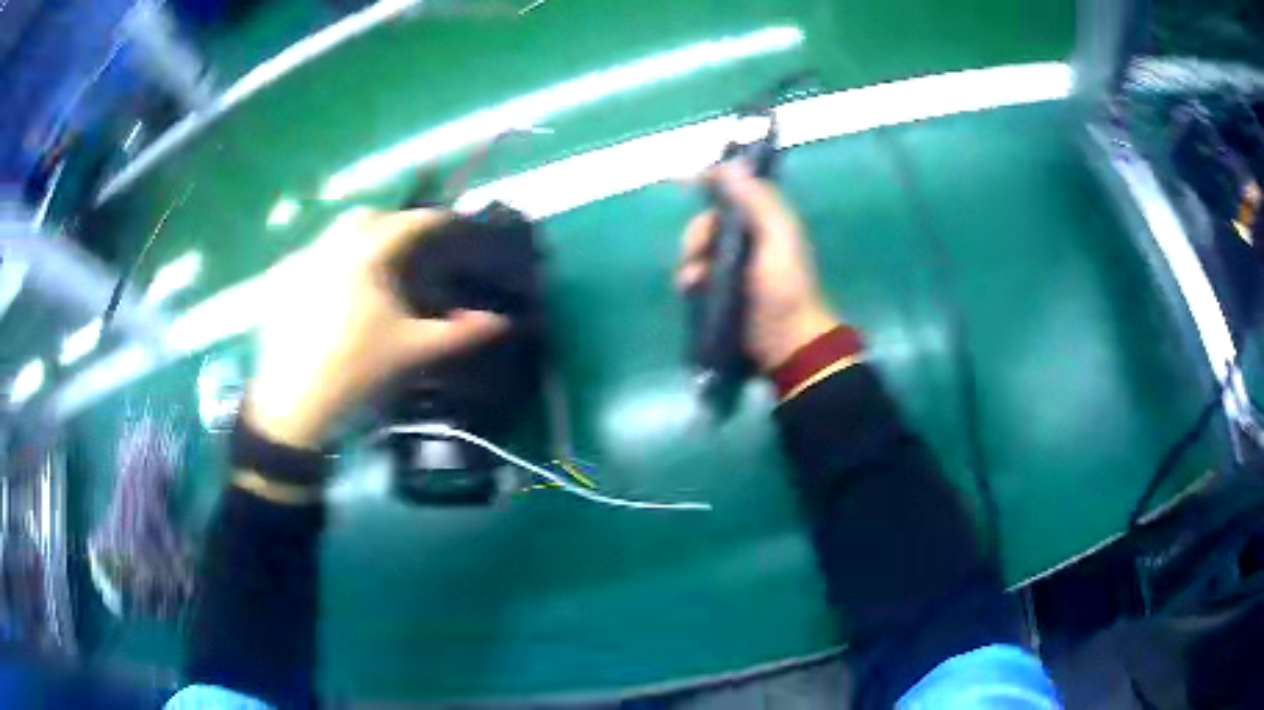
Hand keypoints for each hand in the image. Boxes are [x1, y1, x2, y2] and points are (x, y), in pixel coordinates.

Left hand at [248, 208, 507, 448]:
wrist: (292, 402)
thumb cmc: (355, 370)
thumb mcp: (411, 351)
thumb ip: (458, 333)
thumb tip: (500, 321)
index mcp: (366, 253)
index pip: (410, 223)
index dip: (438, 221)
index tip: (457, 226)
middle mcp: (331, 245)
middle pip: (367, 216)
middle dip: (393, 223)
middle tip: (411, 246)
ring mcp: (301, 260)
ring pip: (335, 232)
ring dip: (360, 238)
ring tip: (374, 266)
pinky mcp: (280, 281)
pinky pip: (312, 254)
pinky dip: (330, 259)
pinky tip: (335, 287)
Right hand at [677, 165, 838, 370]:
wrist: (786, 342)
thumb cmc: (785, 287)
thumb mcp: (778, 238)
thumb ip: (757, 201)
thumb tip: (731, 165)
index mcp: (766, 220)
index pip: (736, 189)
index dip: (713, 181)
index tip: (687, 183)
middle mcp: (748, 237)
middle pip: (709, 220)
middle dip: (697, 233)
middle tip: (697, 253)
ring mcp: (732, 264)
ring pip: (698, 247)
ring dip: (689, 259)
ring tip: (693, 280)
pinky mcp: (720, 289)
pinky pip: (694, 272)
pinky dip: (688, 277)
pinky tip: (690, 288)